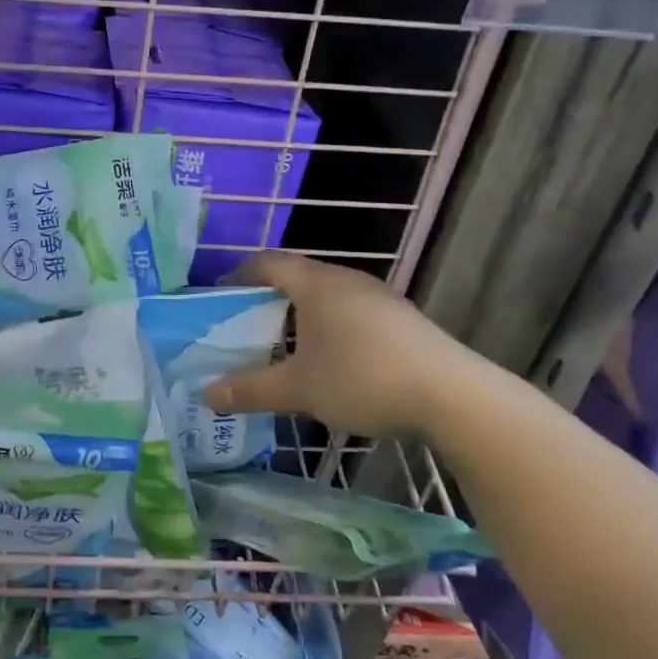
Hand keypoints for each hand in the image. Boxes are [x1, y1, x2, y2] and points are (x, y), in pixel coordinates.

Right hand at [203, 252, 458, 438]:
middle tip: (246, 325)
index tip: (220, 295)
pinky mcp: (402, 320)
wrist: (451, 395)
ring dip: (302, 314)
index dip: (239, 274)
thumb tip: (206, 395)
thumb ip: (250, 389)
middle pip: (298, 276)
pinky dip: (330, 327)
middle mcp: (347, 280)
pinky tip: (333, 360)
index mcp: (316, 284)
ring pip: (328, 296)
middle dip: (268, 297)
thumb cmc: (362, 378)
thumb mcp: (299, 389)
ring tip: (286, 345)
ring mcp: (379, 298)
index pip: (268, 263)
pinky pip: (352, 312)